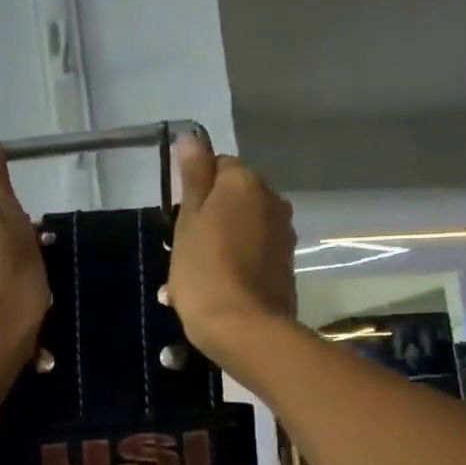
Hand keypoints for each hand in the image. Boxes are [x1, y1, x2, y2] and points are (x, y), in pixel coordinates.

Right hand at [167, 134, 296, 360]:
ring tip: (194, 277)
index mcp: (245, 182)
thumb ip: (194, 176)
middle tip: (183, 251)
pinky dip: (236, 263)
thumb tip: (192, 136)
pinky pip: (255, 252)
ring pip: (243, 227)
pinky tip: (217, 288)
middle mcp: (272, 199)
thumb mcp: (188, 220)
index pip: (217, 166)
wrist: (244, 328)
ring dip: (221, 242)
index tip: (179, 220)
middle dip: (209, 217)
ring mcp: (283, 233)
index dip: (194, 191)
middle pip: (233, 197)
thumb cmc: (204, 270)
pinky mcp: (286, 264)